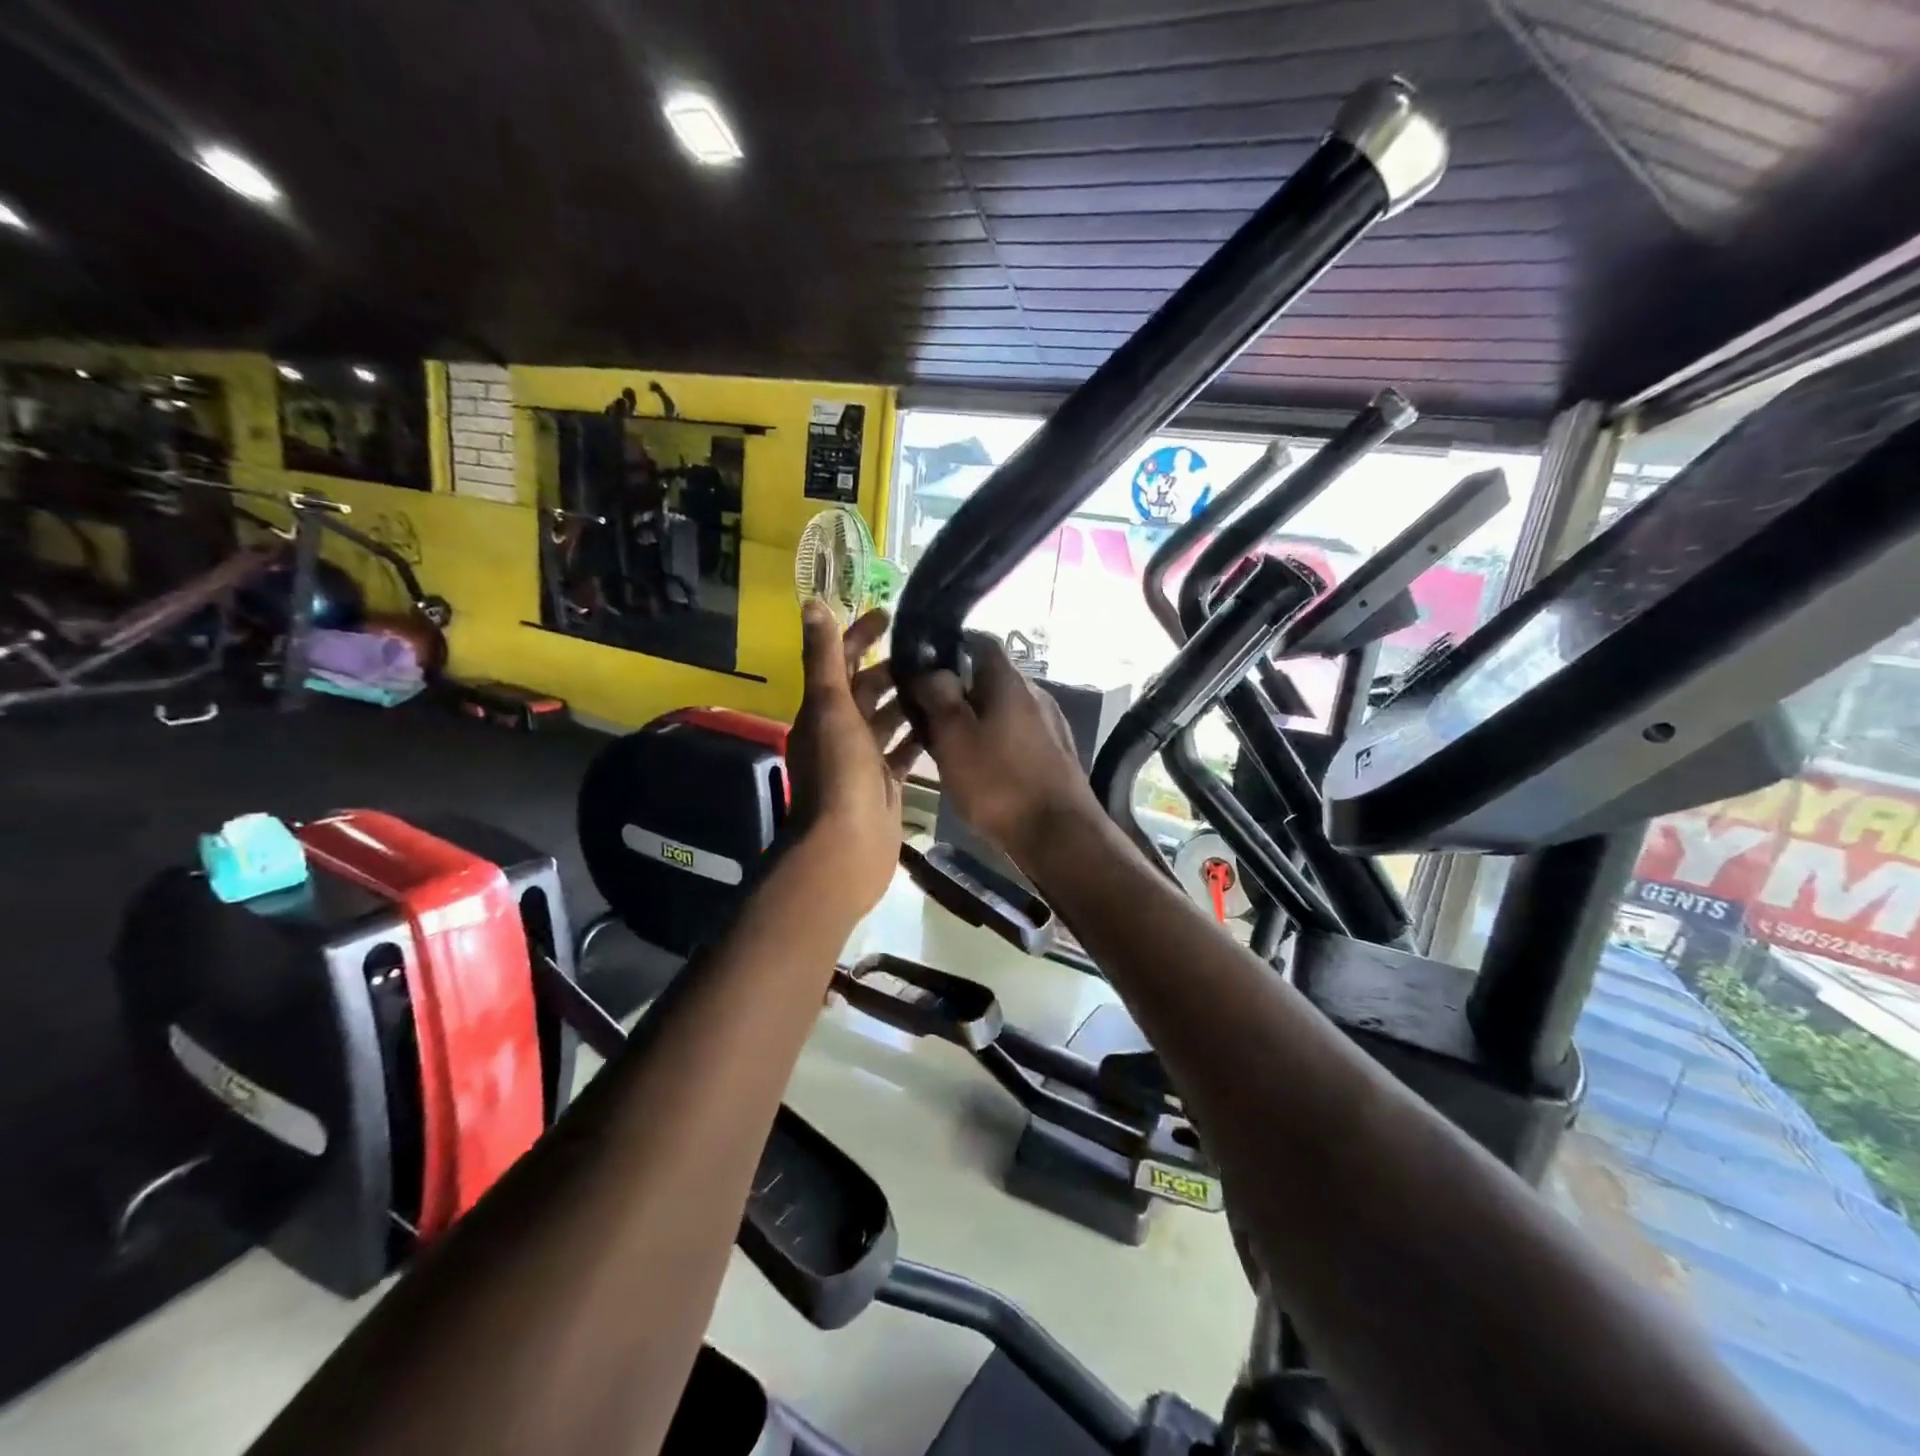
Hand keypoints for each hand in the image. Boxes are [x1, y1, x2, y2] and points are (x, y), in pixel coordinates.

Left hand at [786, 603, 920, 914]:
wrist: (847, 849)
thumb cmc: (839, 775)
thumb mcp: (830, 708)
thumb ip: (824, 658)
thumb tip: (812, 604)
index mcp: (822, 712)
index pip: (839, 662)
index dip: (859, 636)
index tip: (889, 615)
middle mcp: (839, 733)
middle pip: (865, 691)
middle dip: (891, 669)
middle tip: (930, 650)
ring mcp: (862, 762)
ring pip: (887, 721)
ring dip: (908, 701)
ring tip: (944, 680)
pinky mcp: (884, 785)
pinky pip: (902, 753)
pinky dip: (918, 737)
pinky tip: (945, 724)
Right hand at [903, 633, 1098, 867]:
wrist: (1059, 835)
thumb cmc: (999, 783)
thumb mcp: (954, 738)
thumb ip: (938, 697)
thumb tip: (931, 670)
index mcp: (1010, 681)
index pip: (980, 641)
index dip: (949, 648)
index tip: (922, 670)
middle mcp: (1036, 693)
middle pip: (990, 679)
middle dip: (958, 693)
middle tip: (928, 719)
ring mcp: (1051, 723)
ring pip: (1003, 710)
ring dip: (976, 721)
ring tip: (950, 750)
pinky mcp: (1057, 753)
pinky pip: (1018, 735)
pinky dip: (996, 742)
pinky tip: (983, 770)